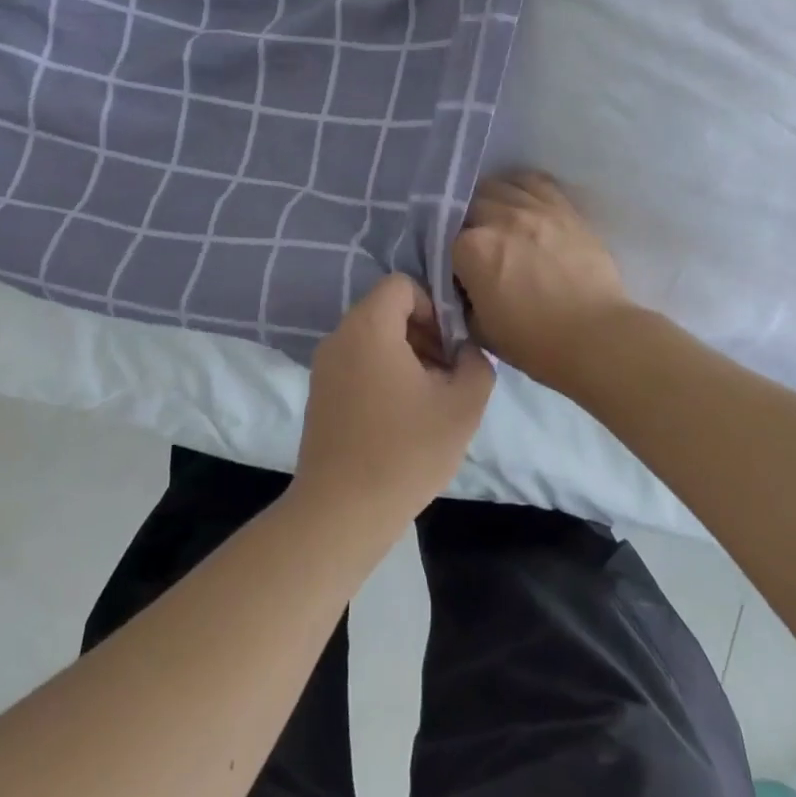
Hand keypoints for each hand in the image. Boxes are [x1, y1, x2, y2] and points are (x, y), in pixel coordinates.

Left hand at [292, 274, 495, 532]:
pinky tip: (401, 417)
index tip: (450, 347)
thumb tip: (467, 351)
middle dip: (424, 333)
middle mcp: (339, 336)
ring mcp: (323, 366)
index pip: (402, 285)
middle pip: (387, 311)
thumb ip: (477, 364)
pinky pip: (356, 363)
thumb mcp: (463, 406)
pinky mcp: (319, 394)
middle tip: (447, 374)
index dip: (434, 307)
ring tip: (428, 399)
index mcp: (369, 327)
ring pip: (372, 339)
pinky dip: (382, 374)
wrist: (342, 511)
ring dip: (406, 356)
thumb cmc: (406, 451)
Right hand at [453, 171, 631, 392]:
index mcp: (471, 249)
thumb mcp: (480, 330)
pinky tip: (521, 200)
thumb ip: (462, 300)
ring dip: (490, 201)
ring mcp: (534, 208)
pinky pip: (535, 181)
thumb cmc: (534, 342)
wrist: (596, 337)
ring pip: (498, 186)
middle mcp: (499, 218)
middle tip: (476, 246)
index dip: (450, 256)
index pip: (445, 239)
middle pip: (468, 206)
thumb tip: (463, 285)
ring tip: (496, 220)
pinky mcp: (564, 208)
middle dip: (466, 224)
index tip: (458, 271)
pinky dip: (521, 186)